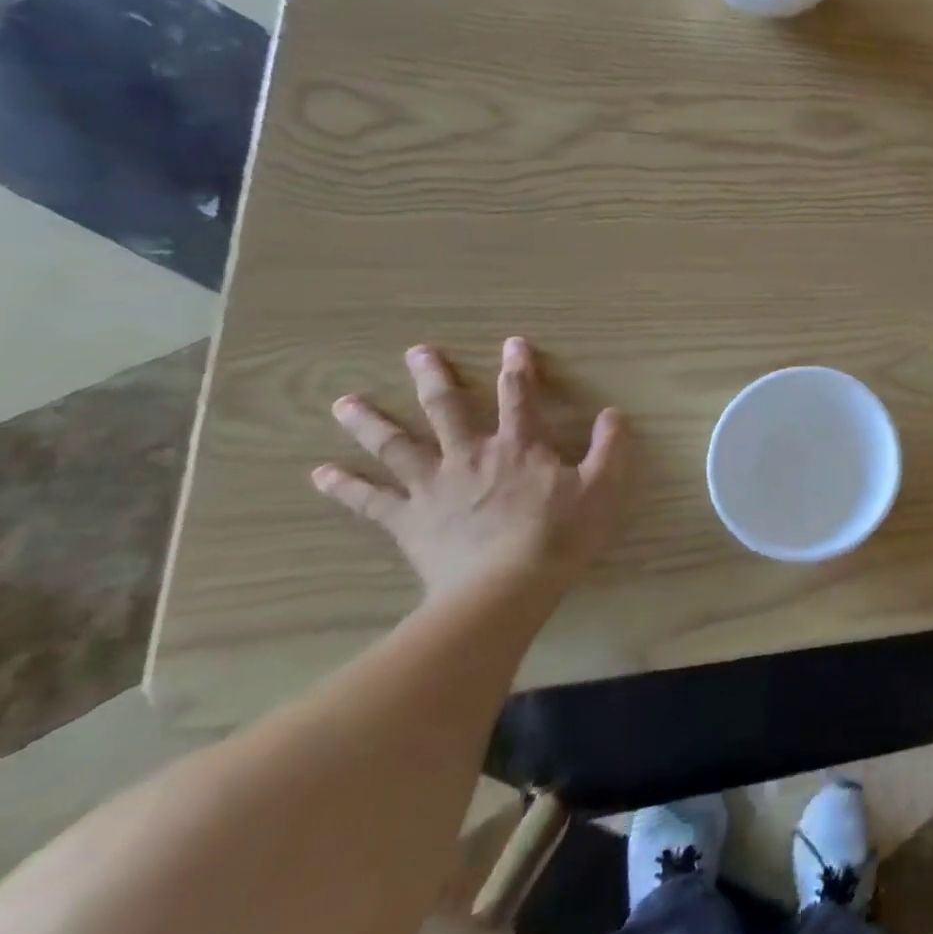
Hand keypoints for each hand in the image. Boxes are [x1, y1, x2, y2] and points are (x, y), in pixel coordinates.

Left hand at [313, 338, 626, 601]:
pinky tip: (319, 473)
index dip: (518, 368)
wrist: (503, 590)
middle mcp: (470, 455)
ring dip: (370, 422)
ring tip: (344, 402)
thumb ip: (610, 448)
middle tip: (416, 352)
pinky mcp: (408, 520)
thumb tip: (613, 413)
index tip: (512, 343)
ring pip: (396, 446)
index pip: (519, 396)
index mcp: (519, 446)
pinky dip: (344, 486)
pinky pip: (370, 500)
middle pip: (447, 408)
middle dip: (434, 378)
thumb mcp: (602, 489)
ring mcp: (433, 486)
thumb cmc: (559, 536)